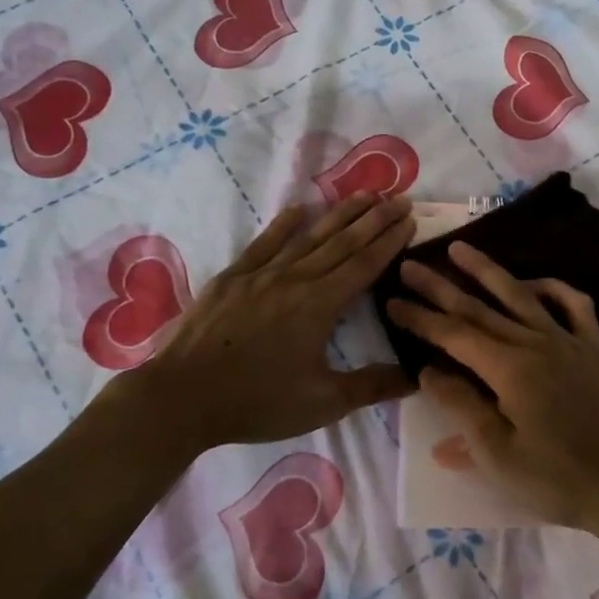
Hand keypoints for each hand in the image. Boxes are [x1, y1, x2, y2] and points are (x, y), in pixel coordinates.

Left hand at [92, 194, 415, 465]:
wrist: (182, 397)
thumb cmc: (257, 402)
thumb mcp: (322, 403)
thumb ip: (371, 386)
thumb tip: (417, 376)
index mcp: (320, 306)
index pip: (364, 265)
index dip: (389, 241)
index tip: (409, 218)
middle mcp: (295, 279)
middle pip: (342, 242)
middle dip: (374, 219)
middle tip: (399, 197)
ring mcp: (261, 275)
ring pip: (308, 237)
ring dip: (339, 214)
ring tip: (363, 195)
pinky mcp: (232, 278)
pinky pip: (264, 244)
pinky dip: (284, 224)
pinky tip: (298, 208)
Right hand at [385, 243, 598, 533]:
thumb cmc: (556, 478)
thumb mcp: (497, 453)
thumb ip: (461, 406)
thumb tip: (430, 370)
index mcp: (508, 367)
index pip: (453, 334)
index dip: (420, 317)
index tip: (392, 300)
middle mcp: (535, 342)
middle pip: (478, 307)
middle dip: (440, 286)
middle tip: (410, 265)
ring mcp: (567, 341)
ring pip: (520, 295)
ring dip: (487, 270)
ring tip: (460, 248)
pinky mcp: (592, 349)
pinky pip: (573, 306)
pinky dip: (552, 288)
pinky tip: (534, 284)